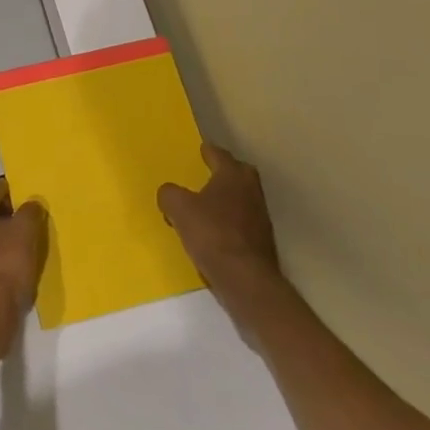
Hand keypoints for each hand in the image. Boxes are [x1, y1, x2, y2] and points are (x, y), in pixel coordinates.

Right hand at [159, 144, 288, 324]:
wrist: (246, 280)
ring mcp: (260, 217)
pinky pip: (242, 222)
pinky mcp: (261, 241)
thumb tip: (168, 192)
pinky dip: (230, 222)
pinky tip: (215, 232)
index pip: (220, 155)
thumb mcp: (179, 209)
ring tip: (206, 206)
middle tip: (207, 174)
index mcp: (233, 176)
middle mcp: (251, 191)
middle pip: (238, 173)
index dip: (208, 152)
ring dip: (227, 199)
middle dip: (224, 172)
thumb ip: (170, 195)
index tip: (201, 149)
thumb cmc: (212, 234)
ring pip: (242, 198)